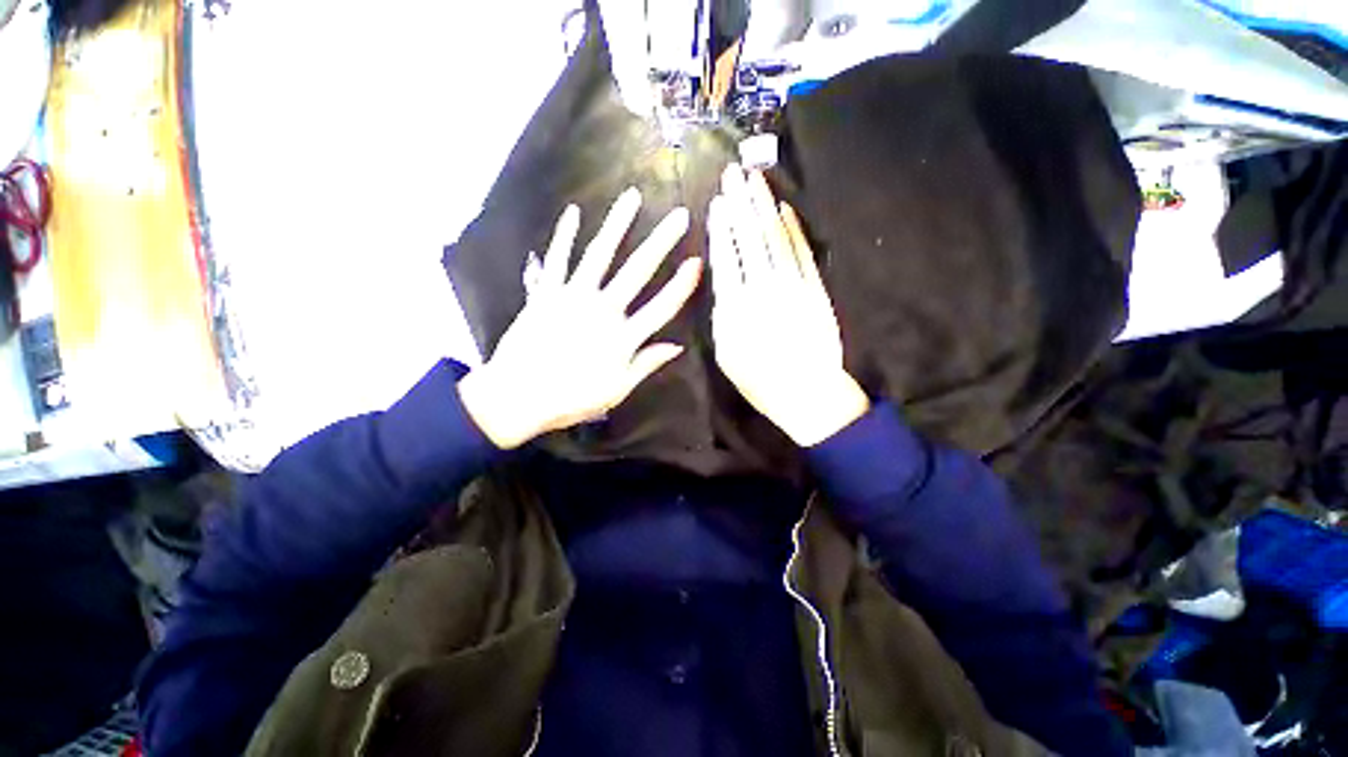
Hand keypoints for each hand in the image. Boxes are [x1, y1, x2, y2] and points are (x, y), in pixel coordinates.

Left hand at [459, 188, 702, 448]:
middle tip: (677, 216)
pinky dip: (564, 236)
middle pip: (637, 271)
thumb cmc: (571, 398)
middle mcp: (602, 310)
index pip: (662, 307)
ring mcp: (572, 297)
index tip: (697, 262)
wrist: (517, 396)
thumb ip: (646, 364)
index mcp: (623, 337)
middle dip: (661, 242)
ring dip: (617, 225)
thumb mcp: (617, 390)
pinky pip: (557, 259)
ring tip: (632, 198)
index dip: (682, 285)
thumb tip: (677, 346)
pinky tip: (573, 213)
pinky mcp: (546, 293)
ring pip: (599, 255)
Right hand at [708, 165, 868, 446]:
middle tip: (732, 173)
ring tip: (754, 179)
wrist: (807, 392)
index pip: (726, 258)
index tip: (715, 203)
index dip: (721, 228)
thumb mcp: (726, 354)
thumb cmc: (759, 379)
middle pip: (749, 239)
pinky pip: (802, 252)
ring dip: (764, 206)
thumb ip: (721, 317)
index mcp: (736, 307)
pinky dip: (793, 229)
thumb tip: (722, 286)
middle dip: (739, 204)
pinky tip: (784, 209)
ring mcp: (793, 285)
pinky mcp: (815, 288)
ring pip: (776, 238)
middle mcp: (763, 289)